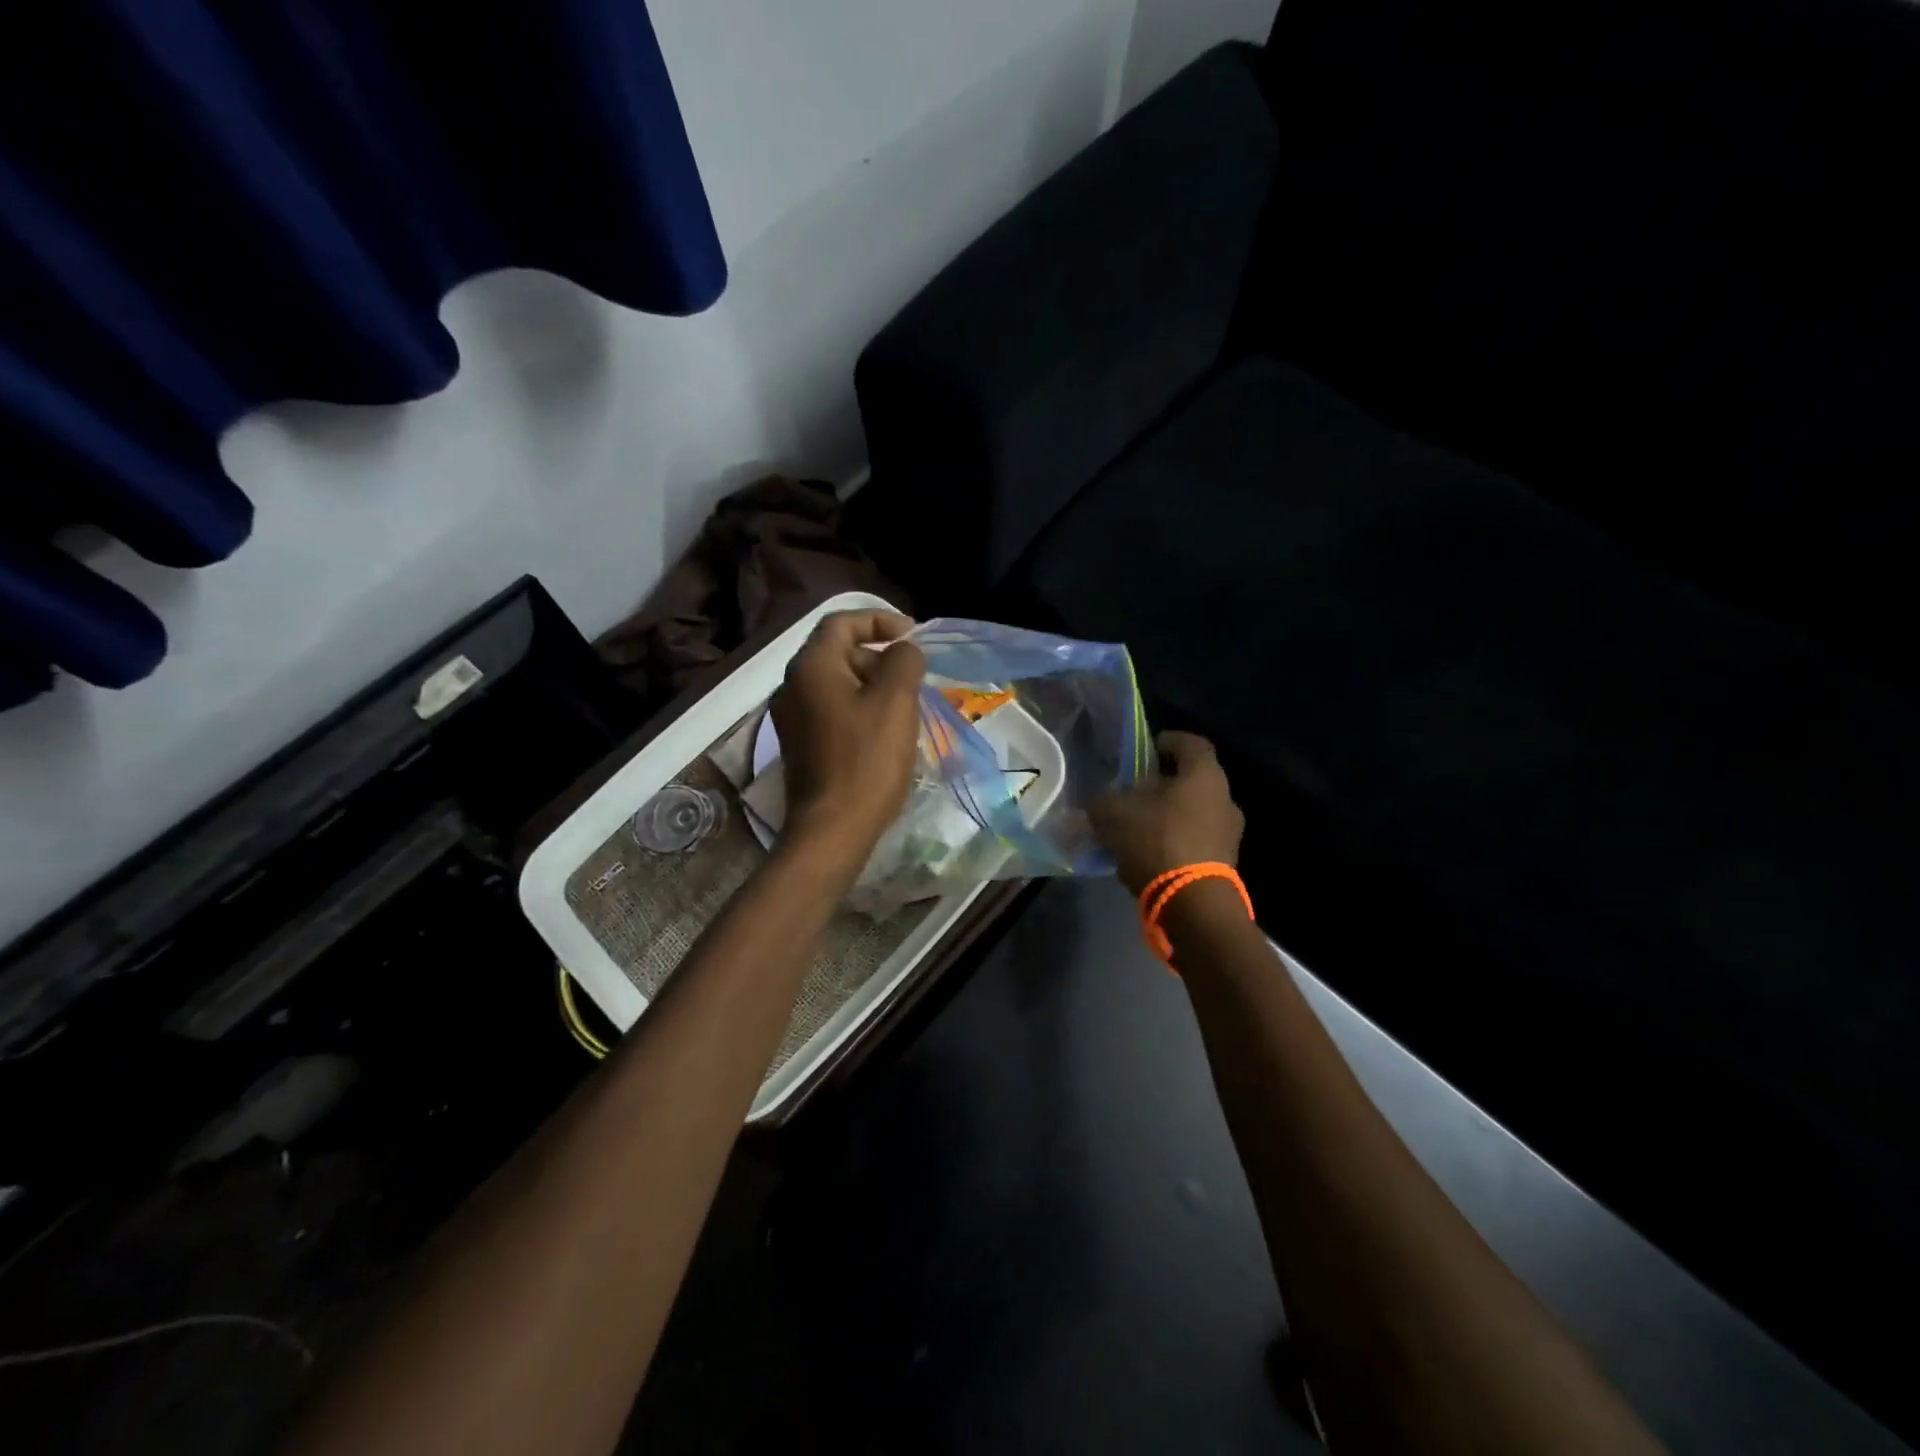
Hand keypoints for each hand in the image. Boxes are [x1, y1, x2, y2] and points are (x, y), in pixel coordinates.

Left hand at [771, 610, 926, 862]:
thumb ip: (903, 661)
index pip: (843, 622)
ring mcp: (793, 717)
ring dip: (873, 686)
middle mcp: (793, 685)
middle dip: (879, 657)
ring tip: (906, 708)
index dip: (880, 620)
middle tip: (914, 679)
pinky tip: (885, 734)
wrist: (832, 829)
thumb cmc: (866, 761)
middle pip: (839, 652)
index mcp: (811, 666)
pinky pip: (833, 710)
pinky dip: (860, 709)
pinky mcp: (800, 744)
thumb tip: (903, 651)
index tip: (913, 637)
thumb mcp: (895, 701)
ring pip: (838, 683)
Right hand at [1090, 731, 1244, 895]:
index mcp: (1204, 776)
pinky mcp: (1225, 864)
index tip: (1147, 749)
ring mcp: (1229, 834)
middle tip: (1134, 791)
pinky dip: (1174, 842)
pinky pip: (1196, 841)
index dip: (1168, 741)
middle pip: (1192, 780)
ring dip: (1169, 815)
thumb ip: (1103, 801)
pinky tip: (1148, 855)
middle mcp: (1225, 799)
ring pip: (1195, 813)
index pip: (1191, 743)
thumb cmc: (1157, 841)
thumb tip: (1101, 801)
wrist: (1193, 904)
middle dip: (1163, 784)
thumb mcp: (1113, 814)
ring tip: (1137, 827)